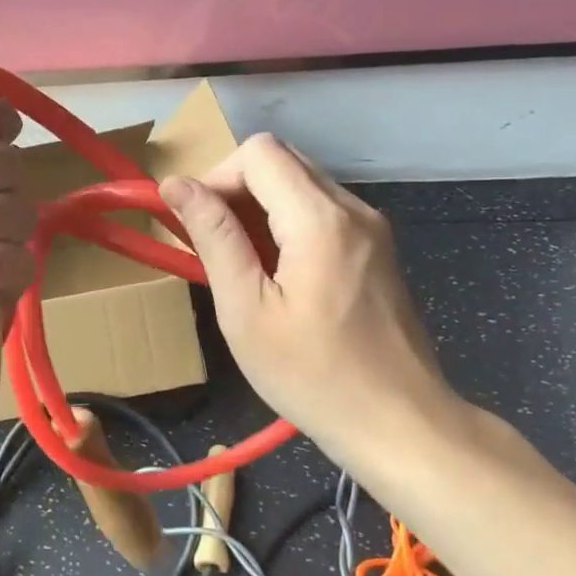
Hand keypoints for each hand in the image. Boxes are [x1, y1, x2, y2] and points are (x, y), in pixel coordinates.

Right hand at [158, 134, 459, 448]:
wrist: (399, 423)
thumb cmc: (313, 375)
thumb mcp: (247, 310)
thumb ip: (214, 237)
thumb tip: (176, 184)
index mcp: (320, 218)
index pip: (259, 152)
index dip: (217, 176)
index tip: (199, 225)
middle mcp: (353, 208)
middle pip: (283, 160)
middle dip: (238, 189)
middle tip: (216, 245)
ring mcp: (372, 228)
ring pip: (303, 184)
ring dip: (262, 208)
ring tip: (245, 266)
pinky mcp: (378, 249)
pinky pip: (324, 211)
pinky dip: (290, 224)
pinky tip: (281, 275)